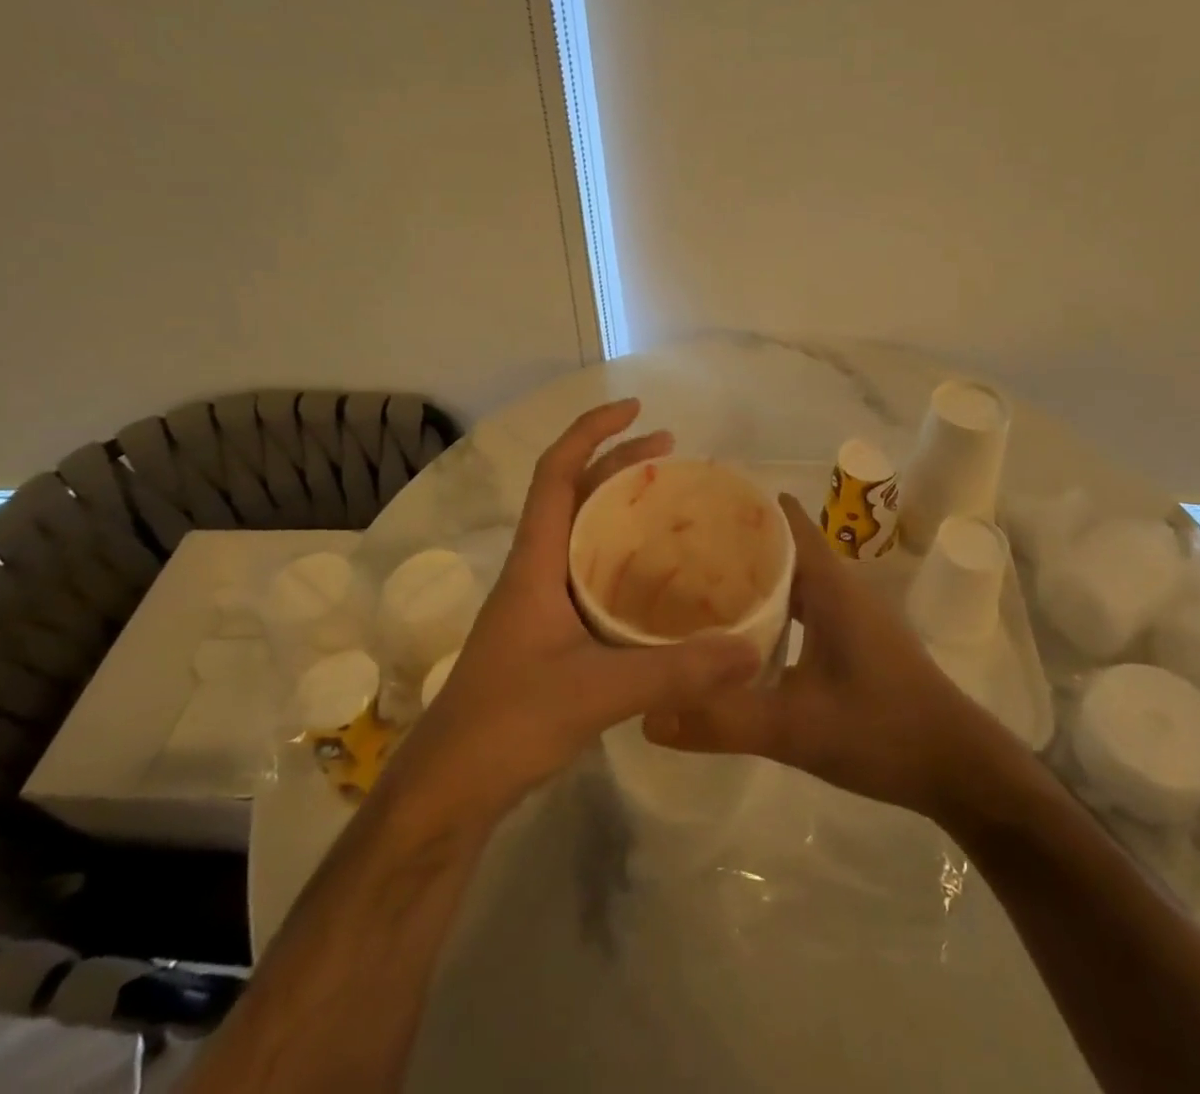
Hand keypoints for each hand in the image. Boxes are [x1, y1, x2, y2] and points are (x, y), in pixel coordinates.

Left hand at [382, 400, 761, 837]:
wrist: (449, 788)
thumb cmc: (508, 722)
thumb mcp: (598, 692)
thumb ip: (676, 671)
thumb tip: (750, 650)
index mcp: (535, 562)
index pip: (557, 473)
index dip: (591, 432)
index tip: (636, 410)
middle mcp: (535, 570)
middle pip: (573, 495)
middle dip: (618, 463)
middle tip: (671, 452)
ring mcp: (539, 603)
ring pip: (582, 535)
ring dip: (620, 510)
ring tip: (669, 504)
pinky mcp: (548, 634)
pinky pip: (590, 575)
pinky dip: (622, 560)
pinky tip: (657, 581)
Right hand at [644, 495, 985, 819]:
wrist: (958, 767)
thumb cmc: (882, 729)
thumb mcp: (795, 728)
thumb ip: (722, 720)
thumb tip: (649, 714)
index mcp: (829, 584)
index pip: (782, 520)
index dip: (741, 507)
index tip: (692, 506)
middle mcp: (840, 586)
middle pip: (781, 546)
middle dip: (733, 544)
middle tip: (674, 550)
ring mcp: (851, 613)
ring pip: (792, 578)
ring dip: (752, 577)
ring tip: (696, 585)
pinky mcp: (855, 639)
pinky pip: (803, 605)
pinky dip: (772, 607)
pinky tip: (741, 633)